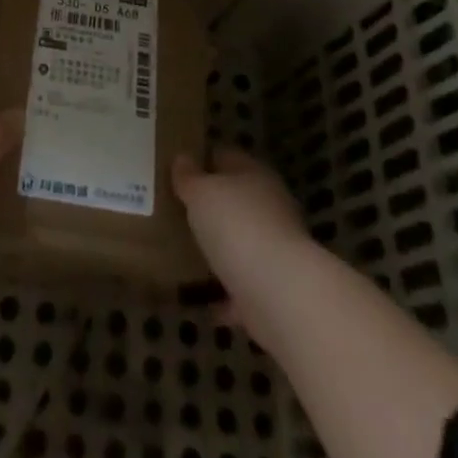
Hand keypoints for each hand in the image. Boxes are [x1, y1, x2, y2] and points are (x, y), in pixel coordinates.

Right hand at [173, 146, 311, 346]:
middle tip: (177, 210)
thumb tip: (182, 158)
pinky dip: (227, 293)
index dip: (202, 158)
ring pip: (242, 242)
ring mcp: (276, 249)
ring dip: (221, 249)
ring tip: (187, 253)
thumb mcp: (201, 193)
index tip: (177, 169)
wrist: (281, 294)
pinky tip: (204, 301)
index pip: (226, 156)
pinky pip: (244, 286)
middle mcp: (270, 207)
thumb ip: (189, 177)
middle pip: (236, 199)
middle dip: (211, 205)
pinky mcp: (275, 289)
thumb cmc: (237, 227)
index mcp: (254, 175)